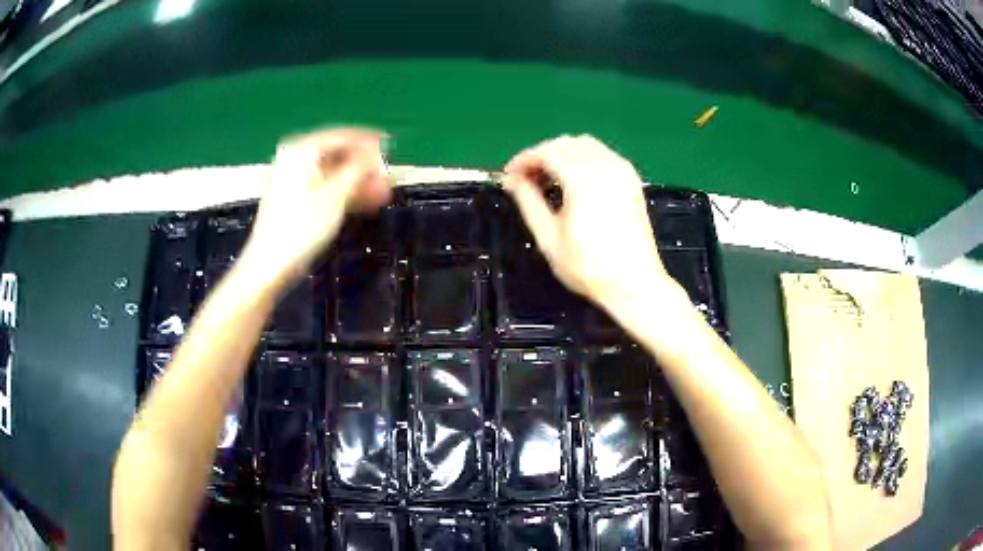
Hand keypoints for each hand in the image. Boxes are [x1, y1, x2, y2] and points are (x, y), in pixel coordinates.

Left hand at [242, 128, 390, 285]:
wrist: (271, 265)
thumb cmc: (300, 227)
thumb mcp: (335, 196)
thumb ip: (358, 170)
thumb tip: (375, 153)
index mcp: (301, 151)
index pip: (341, 137)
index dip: (367, 142)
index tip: (389, 146)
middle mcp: (296, 161)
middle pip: (338, 155)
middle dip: (365, 166)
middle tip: (387, 175)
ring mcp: (295, 182)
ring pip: (334, 175)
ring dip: (359, 182)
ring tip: (382, 192)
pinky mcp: (297, 202)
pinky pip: (327, 189)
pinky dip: (345, 194)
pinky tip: (365, 202)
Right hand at [502, 135, 683, 321]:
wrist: (634, 284)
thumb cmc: (588, 266)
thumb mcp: (549, 237)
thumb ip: (528, 201)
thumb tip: (513, 180)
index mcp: (583, 178)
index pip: (546, 153)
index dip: (523, 160)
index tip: (508, 176)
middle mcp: (605, 166)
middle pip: (566, 143)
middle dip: (541, 155)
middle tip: (525, 178)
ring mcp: (623, 171)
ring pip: (586, 145)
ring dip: (562, 154)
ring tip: (547, 178)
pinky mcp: (632, 181)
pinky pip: (603, 155)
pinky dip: (583, 158)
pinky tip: (574, 180)